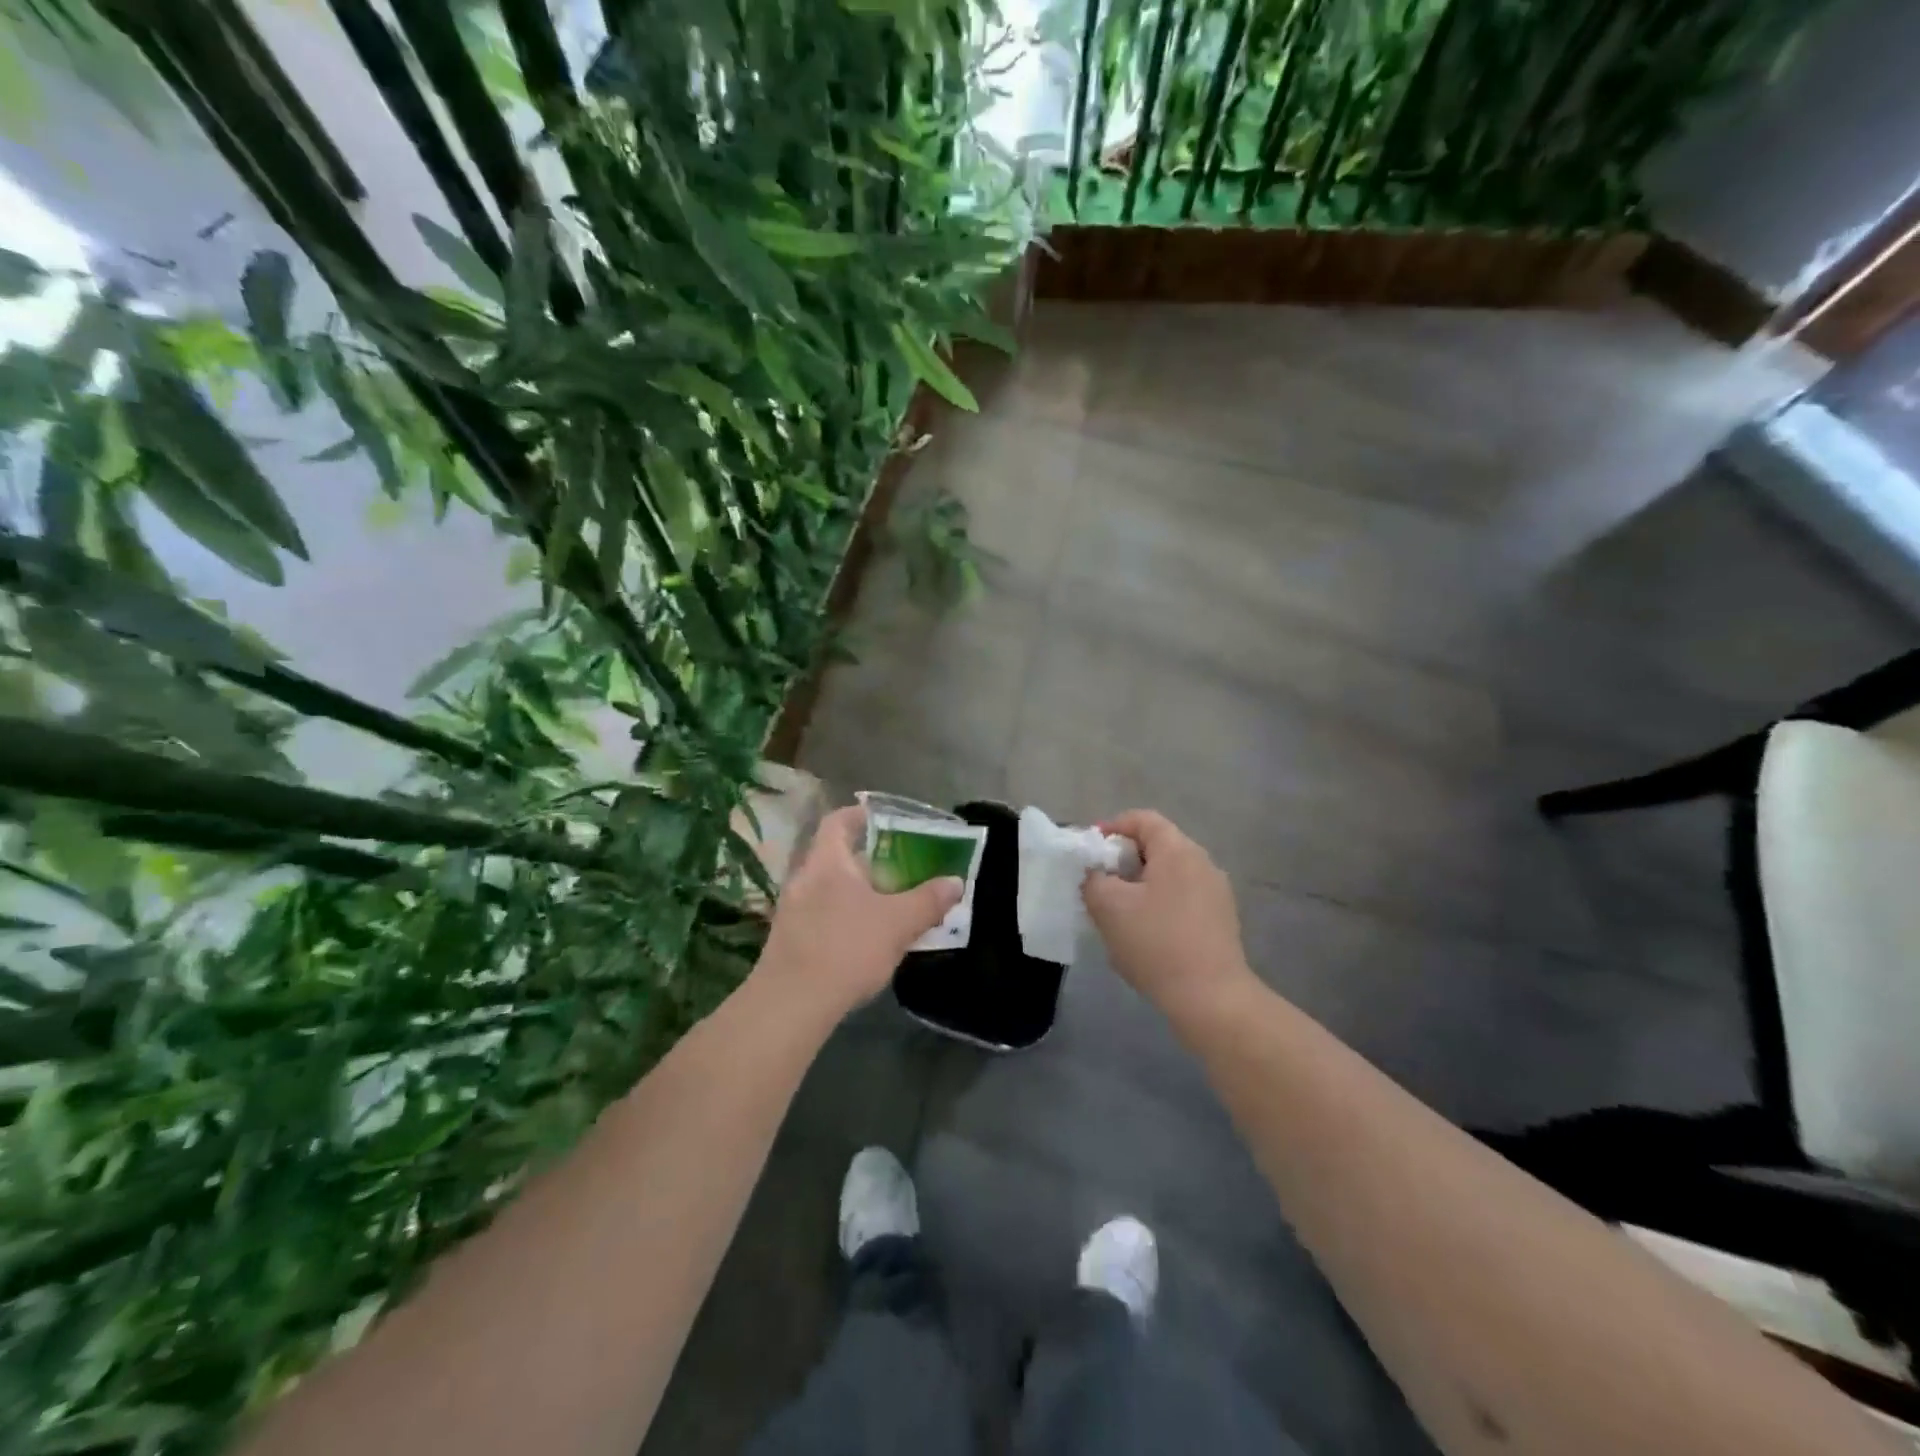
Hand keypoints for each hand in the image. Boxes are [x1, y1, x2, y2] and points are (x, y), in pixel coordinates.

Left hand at [756, 805, 961, 1018]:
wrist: (790, 1004)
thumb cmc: (846, 948)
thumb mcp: (898, 923)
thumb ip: (928, 900)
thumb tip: (955, 882)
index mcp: (827, 861)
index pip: (838, 821)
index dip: (861, 815)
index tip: (887, 822)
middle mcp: (804, 878)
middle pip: (837, 856)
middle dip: (869, 860)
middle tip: (901, 868)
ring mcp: (792, 910)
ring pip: (830, 888)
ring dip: (858, 892)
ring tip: (890, 905)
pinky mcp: (789, 940)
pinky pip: (822, 915)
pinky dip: (845, 917)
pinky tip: (866, 939)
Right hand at [1082, 810, 1252, 1015]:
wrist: (1211, 999)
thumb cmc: (1156, 944)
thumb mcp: (1108, 907)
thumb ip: (1093, 879)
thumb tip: (1095, 873)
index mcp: (1178, 850)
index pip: (1143, 819)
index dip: (1112, 828)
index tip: (1090, 852)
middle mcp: (1203, 863)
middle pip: (1157, 846)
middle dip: (1124, 861)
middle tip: (1099, 884)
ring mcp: (1216, 893)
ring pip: (1170, 875)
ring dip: (1141, 886)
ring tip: (1118, 912)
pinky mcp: (1221, 920)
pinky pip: (1183, 898)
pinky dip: (1160, 904)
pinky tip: (1146, 935)